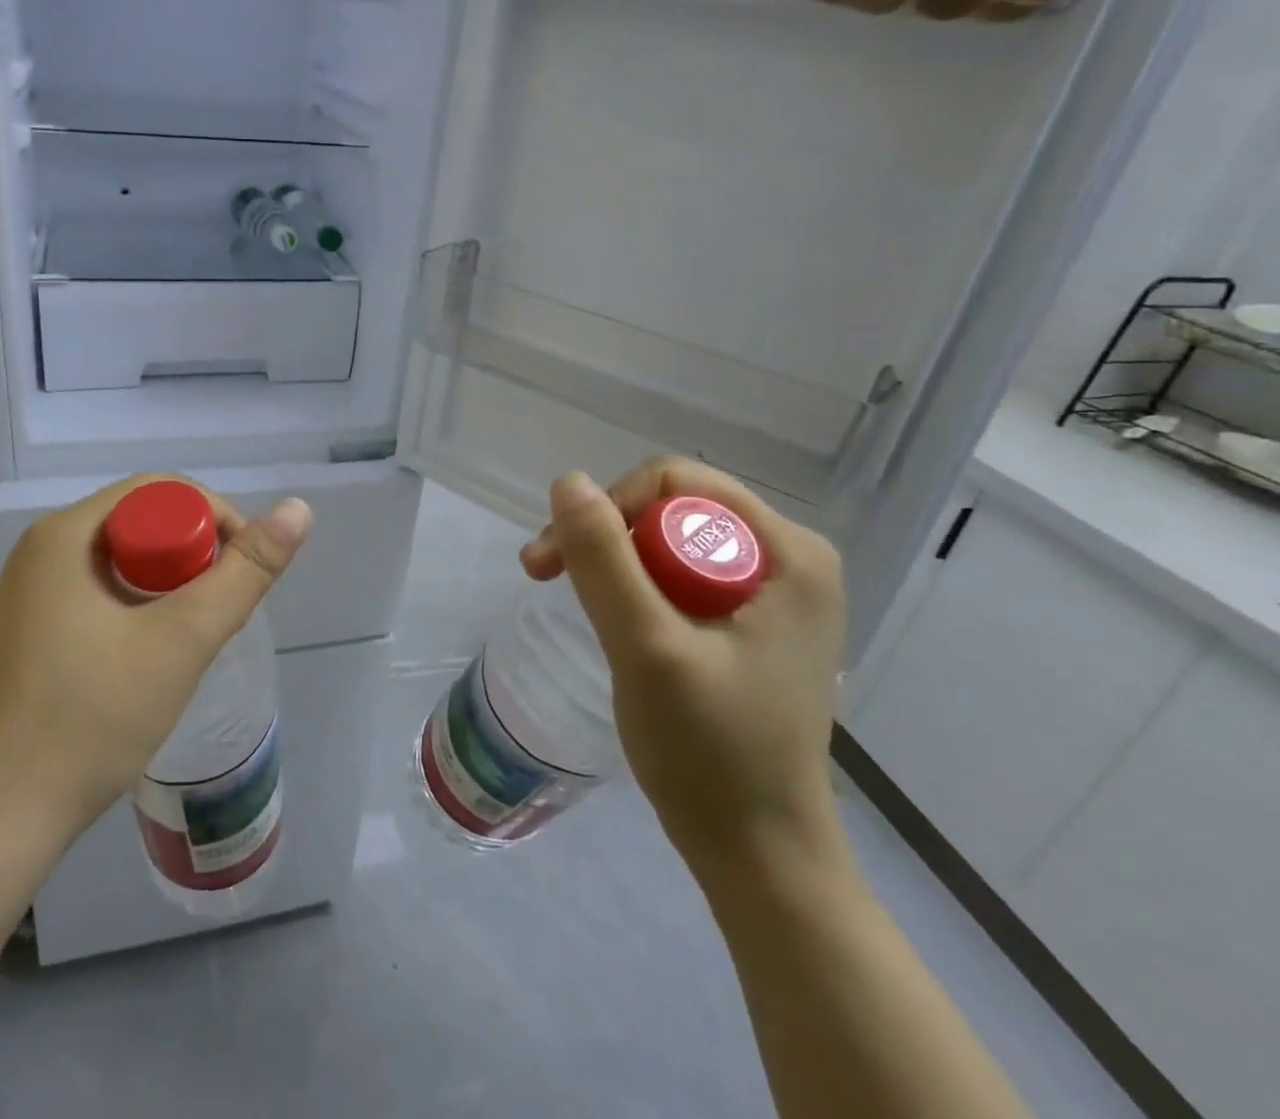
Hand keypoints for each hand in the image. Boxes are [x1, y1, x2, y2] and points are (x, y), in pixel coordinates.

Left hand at [0, 475, 311, 849]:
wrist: (10, 813)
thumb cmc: (95, 716)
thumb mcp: (184, 639)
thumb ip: (245, 573)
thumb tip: (298, 510)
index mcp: (65, 534)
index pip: (157, 491)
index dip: (212, 516)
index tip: (241, 566)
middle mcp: (44, 549)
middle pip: (141, 520)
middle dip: (193, 551)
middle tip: (222, 601)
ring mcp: (35, 588)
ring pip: (126, 555)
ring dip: (171, 578)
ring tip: (198, 626)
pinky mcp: (37, 624)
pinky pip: (104, 585)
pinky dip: (143, 600)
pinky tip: (159, 644)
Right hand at [520, 460, 847, 887]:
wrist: (759, 855)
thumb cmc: (712, 753)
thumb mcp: (647, 648)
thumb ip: (605, 560)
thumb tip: (567, 481)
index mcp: (789, 552)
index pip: (674, 482)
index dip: (608, 509)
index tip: (558, 561)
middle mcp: (788, 558)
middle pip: (670, 507)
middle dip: (603, 538)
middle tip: (546, 579)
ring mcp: (773, 592)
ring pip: (668, 540)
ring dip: (610, 563)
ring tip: (572, 603)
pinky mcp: (751, 622)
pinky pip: (679, 576)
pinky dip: (634, 589)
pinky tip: (614, 621)